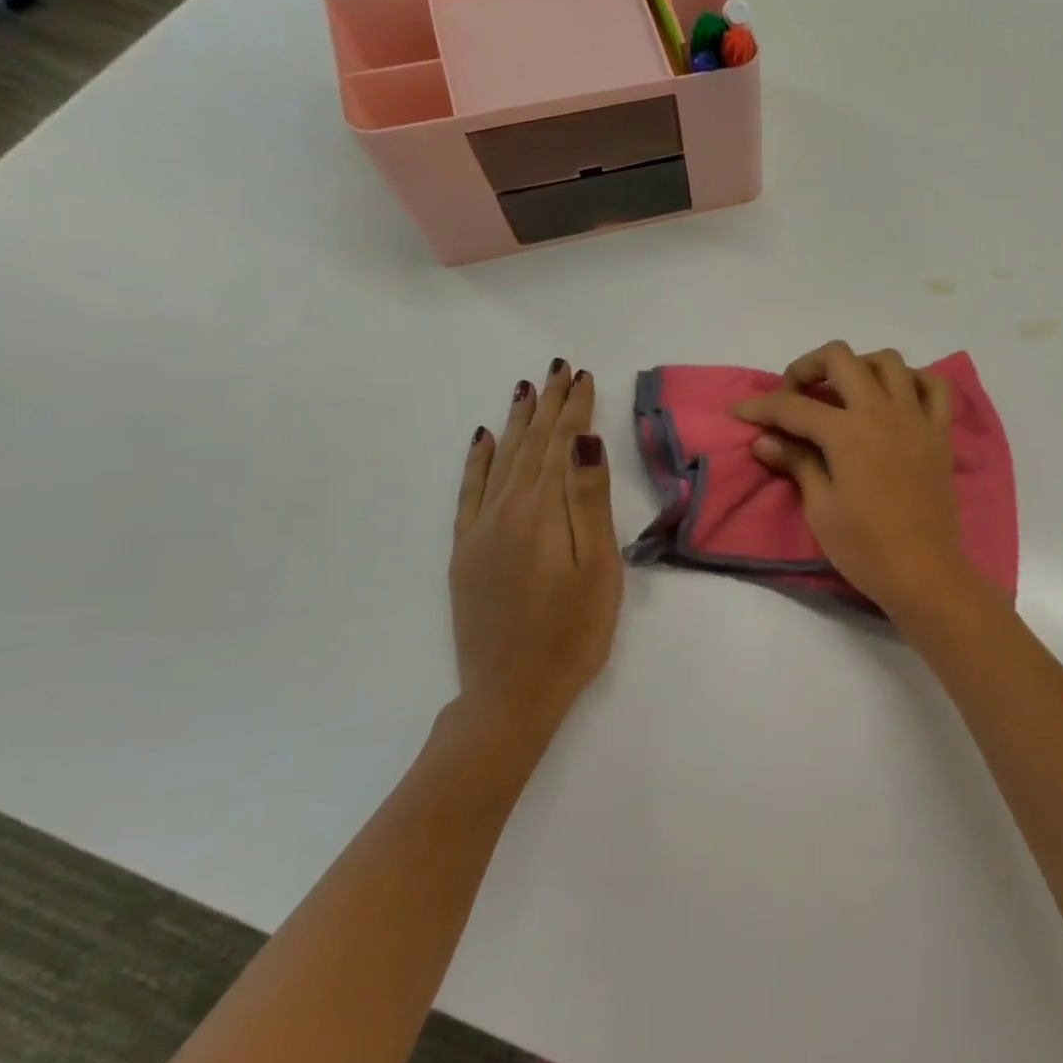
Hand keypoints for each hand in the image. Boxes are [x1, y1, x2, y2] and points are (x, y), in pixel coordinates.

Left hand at [450, 362, 621, 749]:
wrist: (511, 693)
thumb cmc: (573, 633)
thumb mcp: (597, 569)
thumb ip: (588, 503)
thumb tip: (584, 442)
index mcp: (541, 513)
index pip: (560, 447)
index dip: (573, 410)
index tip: (583, 376)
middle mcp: (504, 511)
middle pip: (528, 446)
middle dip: (547, 406)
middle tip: (558, 369)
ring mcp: (478, 531)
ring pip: (500, 462)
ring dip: (516, 424)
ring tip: (526, 390)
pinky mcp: (465, 552)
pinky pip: (468, 492)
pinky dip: (476, 461)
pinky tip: (483, 440)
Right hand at [734, 342, 971, 614]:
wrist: (924, 573)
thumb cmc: (866, 549)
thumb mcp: (821, 509)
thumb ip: (797, 464)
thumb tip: (765, 441)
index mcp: (848, 433)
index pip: (794, 406)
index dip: (761, 407)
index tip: (740, 411)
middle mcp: (882, 412)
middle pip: (840, 358)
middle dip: (807, 367)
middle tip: (793, 396)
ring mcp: (916, 418)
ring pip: (888, 361)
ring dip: (859, 366)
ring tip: (843, 393)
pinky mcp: (940, 433)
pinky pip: (935, 386)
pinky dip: (912, 380)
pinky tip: (895, 397)